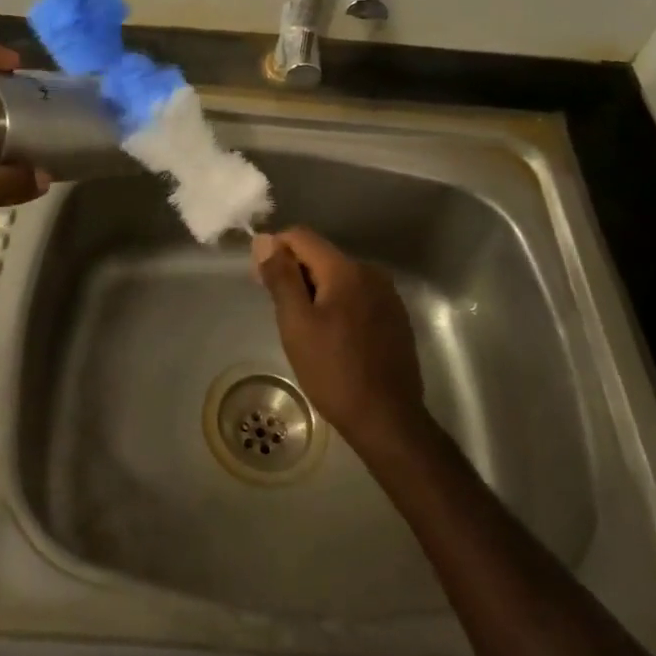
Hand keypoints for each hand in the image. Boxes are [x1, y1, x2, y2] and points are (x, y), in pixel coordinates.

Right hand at [251, 227, 426, 456]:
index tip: (261, 281)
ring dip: (315, 290)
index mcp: (346, 269)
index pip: (301, 236)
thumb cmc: (333, 371)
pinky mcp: (395, 316)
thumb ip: (281, 277)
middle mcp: (371, 272)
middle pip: (321, 255)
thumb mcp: (296, 323)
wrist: (387, 419)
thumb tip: (265, 240)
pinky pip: (356, 295)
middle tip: (279, 310)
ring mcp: (387, 295)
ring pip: (339, 276)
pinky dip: (337, 304)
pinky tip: (331, 336)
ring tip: (303, 327)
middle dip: (295, 272)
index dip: (275, 250)